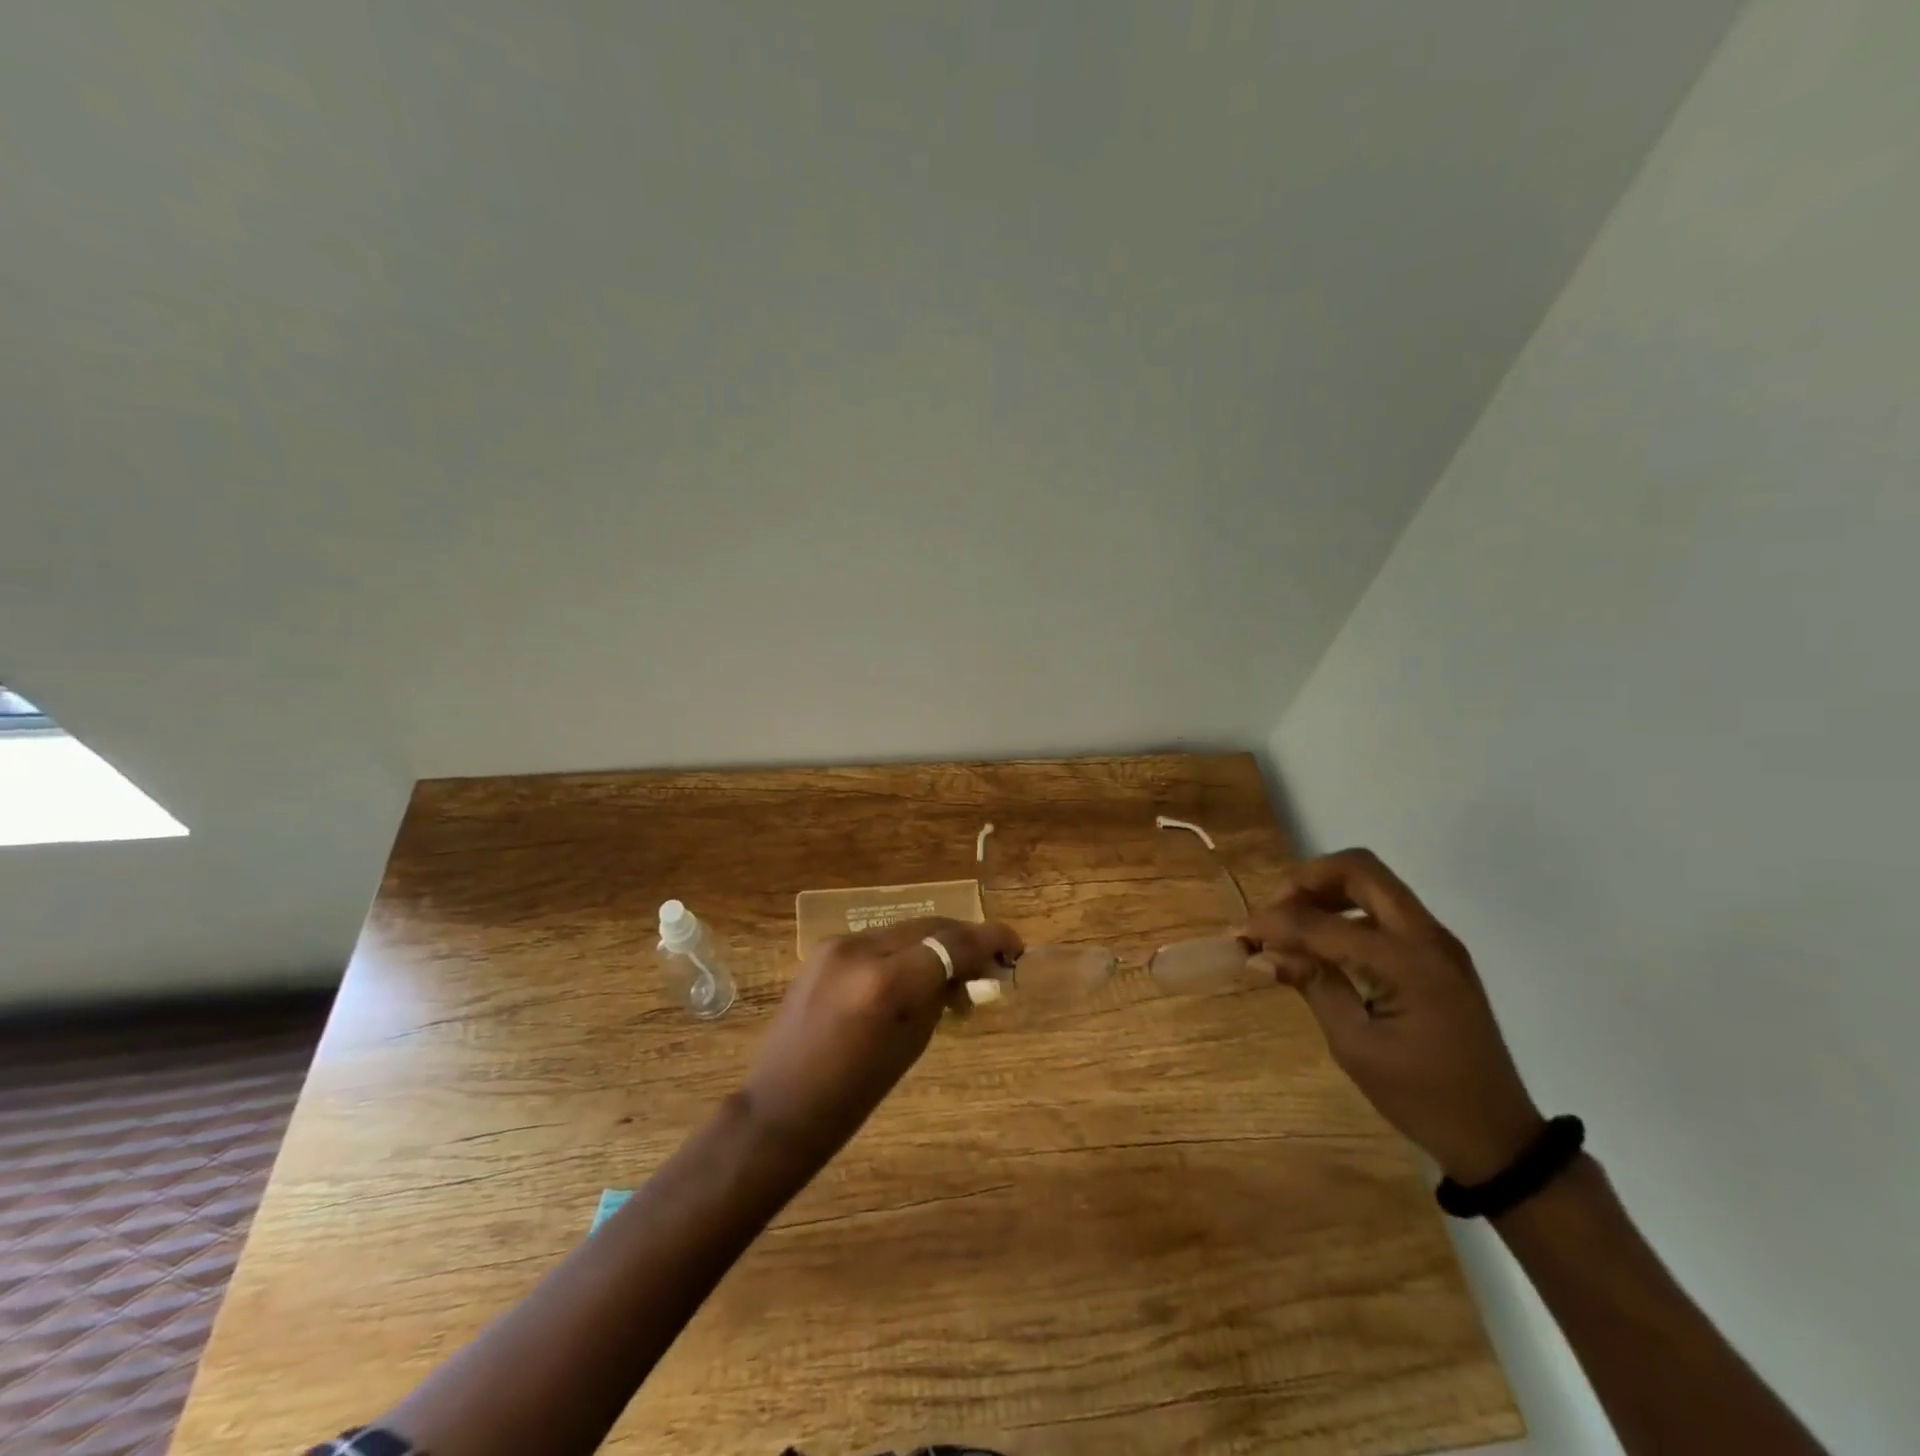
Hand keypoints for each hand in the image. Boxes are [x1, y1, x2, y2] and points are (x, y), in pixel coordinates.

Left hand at [740, 917, 1022, 1156]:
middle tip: (990, 960)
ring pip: (904, 929)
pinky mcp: (824, 948)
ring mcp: (838, 944)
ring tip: (954, 972)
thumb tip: (965, 969)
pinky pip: (878, 940)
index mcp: (887, 982)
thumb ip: (939, 995)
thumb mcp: (911, 1044)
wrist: (781, 1107)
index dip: (990, 939)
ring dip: (934, 943)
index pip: (951, 944)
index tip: (1014, 947)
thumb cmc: (853, 1095)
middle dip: (964, 938)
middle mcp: (862, 949)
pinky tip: (914, 974)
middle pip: (930, 927)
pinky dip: (904, 951)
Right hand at [1240, 850, 1543, 1184]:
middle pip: (1360, 870)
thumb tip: (1265, 954)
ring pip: (1374, 882)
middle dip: (1308, 880)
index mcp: (1408, 963)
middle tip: (1275, 911)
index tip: (1242, 934)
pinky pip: (1385, 908)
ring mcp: (1437, 941)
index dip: (1277, 923)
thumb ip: (1313, 986)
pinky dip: (1347, 910)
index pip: (1325, 924)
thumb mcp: (1356, 1046)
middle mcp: (1427, 937)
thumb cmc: (1422, 1097)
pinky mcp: (1437, 952)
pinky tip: (1324, 941)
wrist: (1497, 1134)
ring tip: (1293, 924)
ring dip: (1327, 890)